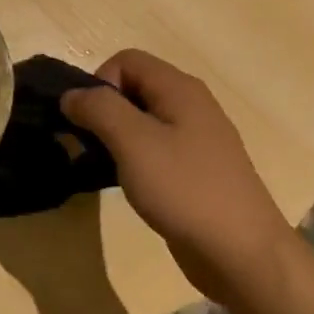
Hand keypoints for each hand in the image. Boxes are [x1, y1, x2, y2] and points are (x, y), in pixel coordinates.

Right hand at [62, 49, 296, 303]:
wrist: (241, 253)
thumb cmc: (185, 189)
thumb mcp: (133, 142)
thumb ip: (98, 109)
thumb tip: (71, 95)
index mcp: (180, 89)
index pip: (126, 60)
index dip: (100, 82)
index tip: (90, 122)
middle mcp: (191, 106)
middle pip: (134, 88)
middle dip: (104, 110)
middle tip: (90, 146)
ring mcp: (196, 140)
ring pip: (142, 121)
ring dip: (116, 138)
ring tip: (104, 168)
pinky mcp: (195, 171)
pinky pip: (155, 149)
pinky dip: (134, 160)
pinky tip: (130, 186)